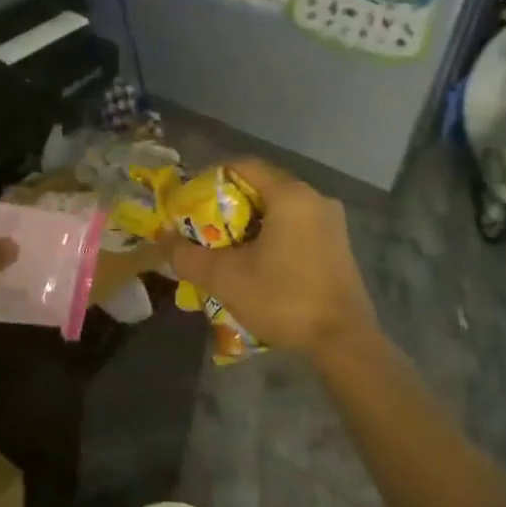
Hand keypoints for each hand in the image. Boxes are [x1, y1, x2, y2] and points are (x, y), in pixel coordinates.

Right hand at [168, 157, 376, 360]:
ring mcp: (331, 223)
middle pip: (261, 187)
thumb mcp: (225, 278)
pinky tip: (255, 263)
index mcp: (290, 195)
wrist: (343, 341)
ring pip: (279, 209)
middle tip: (201, 226)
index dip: (210, 177)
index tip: (189, 199)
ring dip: (248, 224)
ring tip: (223, 248)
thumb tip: (162, 241)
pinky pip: (295, 227)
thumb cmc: (283, 298)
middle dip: (227, 205)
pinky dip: (271, 236)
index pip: (243, 165)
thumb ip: (187, 256)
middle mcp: (315, 199)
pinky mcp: (337, 246)